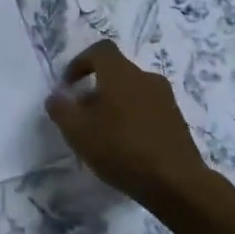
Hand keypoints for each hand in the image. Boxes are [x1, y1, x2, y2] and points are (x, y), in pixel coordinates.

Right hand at [44, 40, 209, 204]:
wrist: (176, 183)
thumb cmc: (121, 149)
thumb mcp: (78, 131)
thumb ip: (61, 109)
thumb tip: (56, 96)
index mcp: (121, 73)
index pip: (100, 50)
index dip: (80, 62)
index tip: (69, 85)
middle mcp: (146, 78)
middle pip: (117, 72)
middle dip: (96, 89)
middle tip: (83, 115)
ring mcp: (166, 99)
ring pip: (133, 92)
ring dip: (116, 105)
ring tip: (104, 133)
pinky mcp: (177, 121)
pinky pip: (148, 109)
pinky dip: (134, 119)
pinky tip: (127, 146)